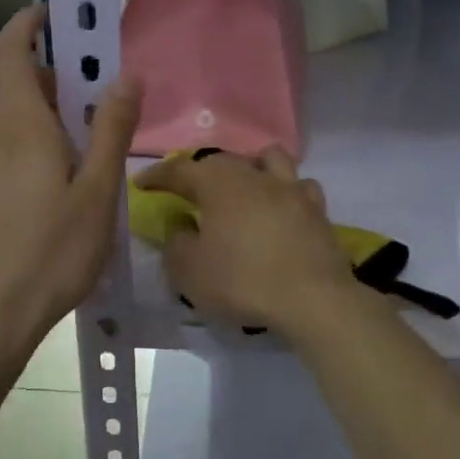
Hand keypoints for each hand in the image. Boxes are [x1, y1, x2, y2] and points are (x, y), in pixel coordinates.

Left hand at [0, 6, 140, 359]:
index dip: (28, 24)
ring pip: (8, 126)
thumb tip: (128, 75)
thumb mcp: (97, 191)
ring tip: (82, 160)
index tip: (55, 15)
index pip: (11, 51)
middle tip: (96, 105)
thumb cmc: (51, 252)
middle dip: (52, 82)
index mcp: (19, 126)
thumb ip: (112, 129)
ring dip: (42, 121)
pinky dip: (27, 151)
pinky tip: (51, 197)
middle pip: (14, 88)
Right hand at [134, 147, 357, 341]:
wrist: (312, 298)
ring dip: (251, 168)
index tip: (142, 183)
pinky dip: (286, 192)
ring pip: (269, 160)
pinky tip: (281, 208)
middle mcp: (256, 176)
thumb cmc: (242, 281)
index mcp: (220, 184)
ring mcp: (292, 190)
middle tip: (190, 190)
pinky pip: (300, 188)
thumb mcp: (189, 271)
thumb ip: (176, 244)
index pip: (181, 170)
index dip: (158, 176)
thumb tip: (181, 228)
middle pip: (225, 161)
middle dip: (202, 171)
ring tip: (243, 188)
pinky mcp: (317, 211)